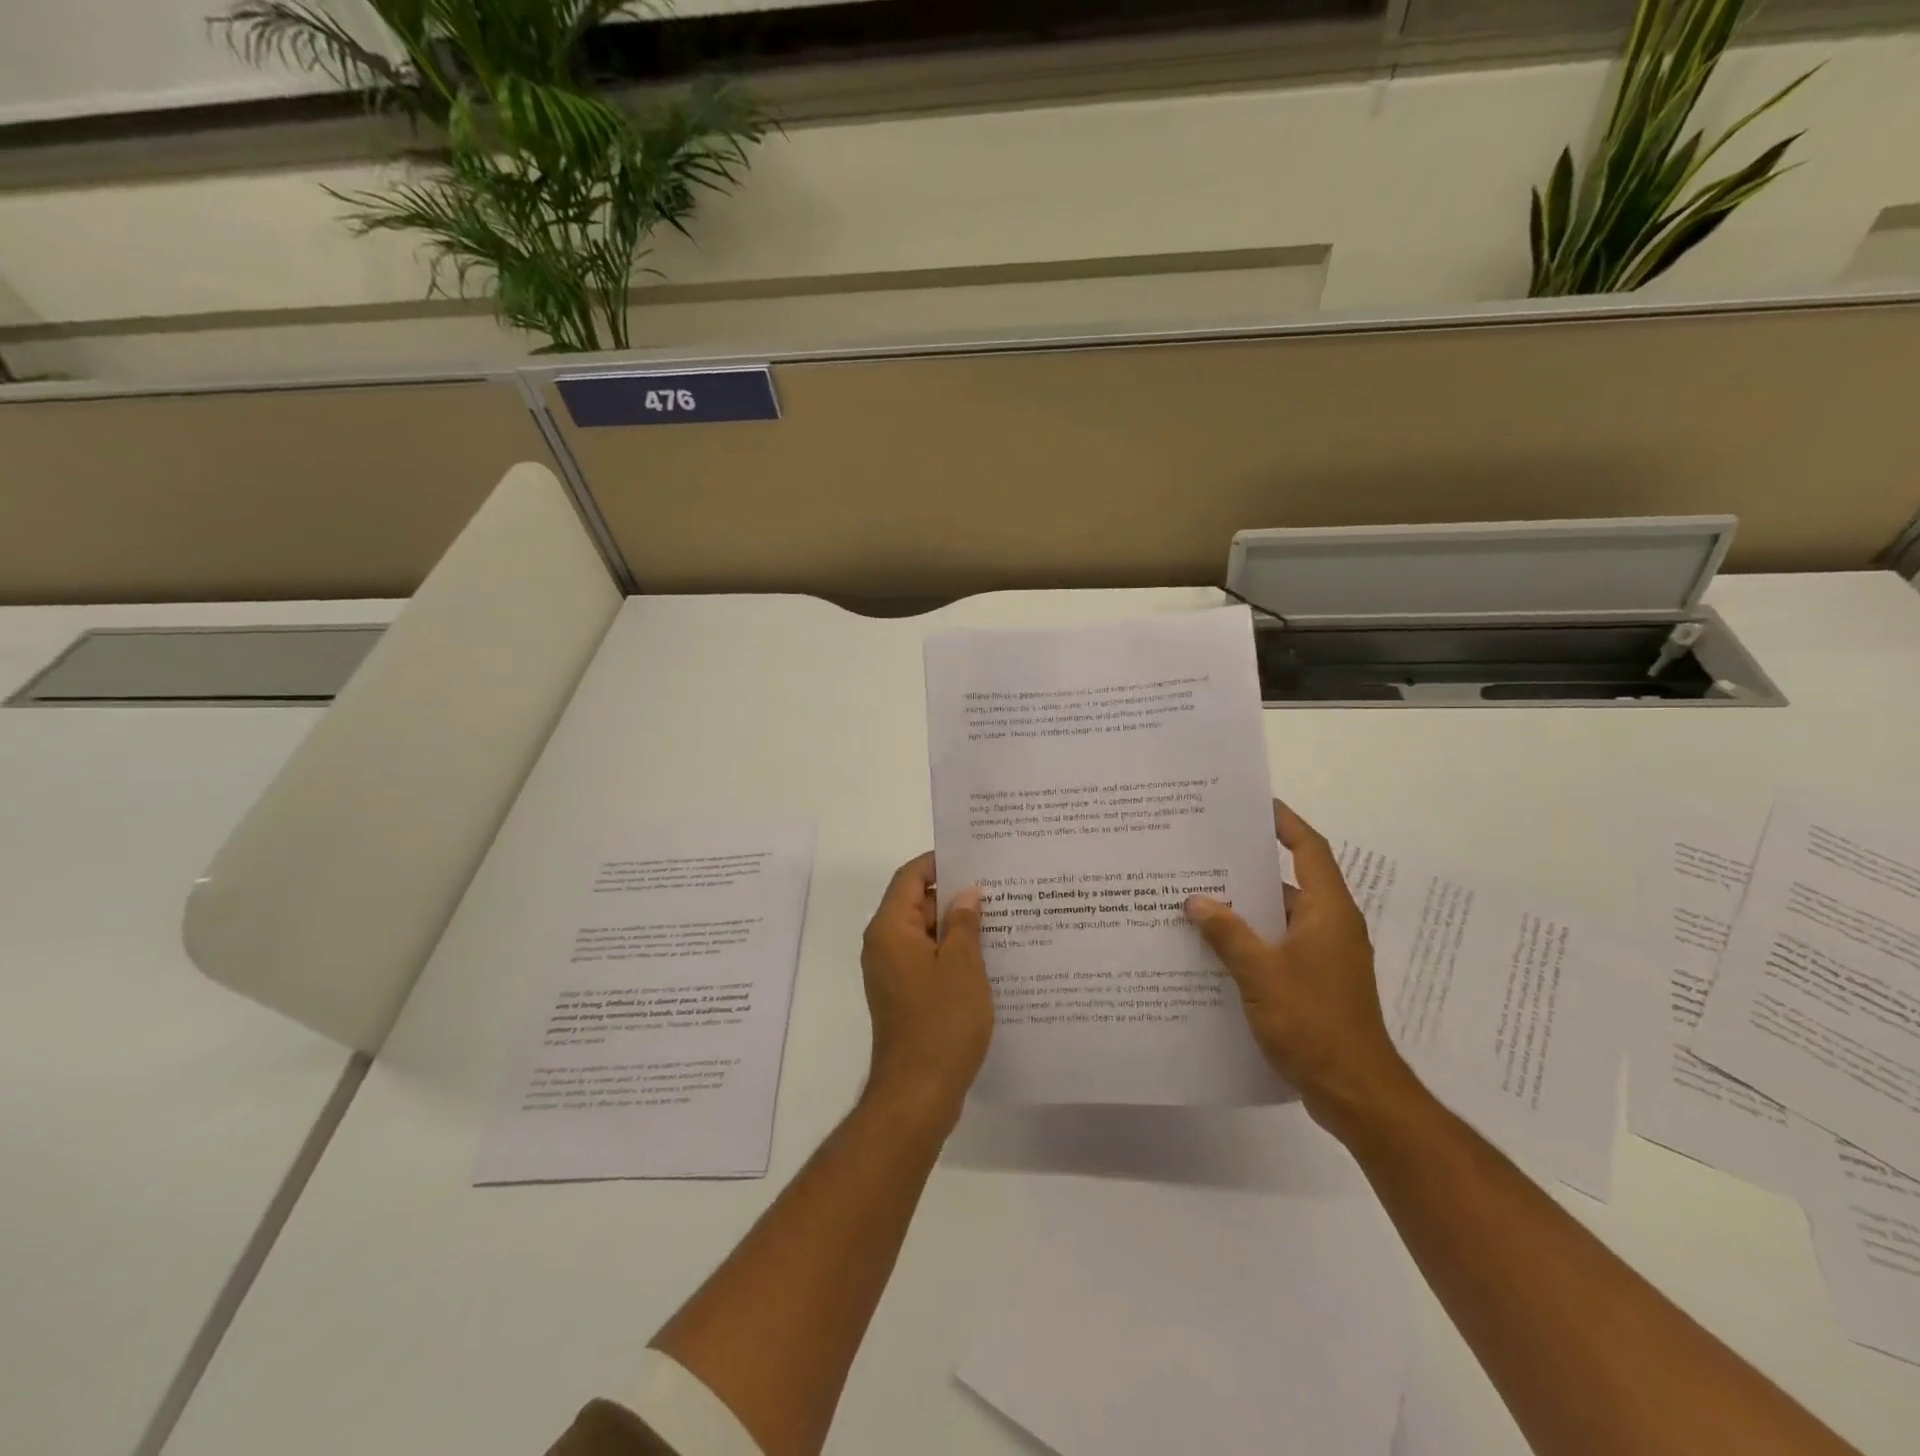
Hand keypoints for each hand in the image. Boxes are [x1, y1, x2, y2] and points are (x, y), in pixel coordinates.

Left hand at [859, 853, 993, 1122]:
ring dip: (957, 927)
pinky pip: (928, 960)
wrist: (918, 1093)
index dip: (940, 863)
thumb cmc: (941, 1022)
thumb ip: (964, 923)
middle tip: (999, 889)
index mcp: (891, 929)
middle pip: (917, 904)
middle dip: (955, 895)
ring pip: (926, 934)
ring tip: (1002, 919)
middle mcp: (885, 945)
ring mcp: (893, 972)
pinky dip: (953, 953)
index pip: (910, 877)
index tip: (975, 858)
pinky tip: (990, 957)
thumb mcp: (962, 966)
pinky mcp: (905, 995)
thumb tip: (966, 893)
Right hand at [1184, 802, 1421, 1141]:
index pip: (1309, 850)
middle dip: (1250, 866)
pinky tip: (1212, 946)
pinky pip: (1277, 946)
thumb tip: (1196, 900)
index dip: (1286, 823)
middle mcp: (1331, 927)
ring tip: (1198, 895)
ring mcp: (1324, 958)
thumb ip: (1227, 933)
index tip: (1255, 805)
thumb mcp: (1262, 973)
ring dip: (1245, 907)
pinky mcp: (1314, 984)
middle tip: (1206, 850)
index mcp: (1329, 912)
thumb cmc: (1314, 1022)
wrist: (1355, 1092)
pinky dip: (1249, 940)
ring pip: (1280, 917)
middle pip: (1290, 881)